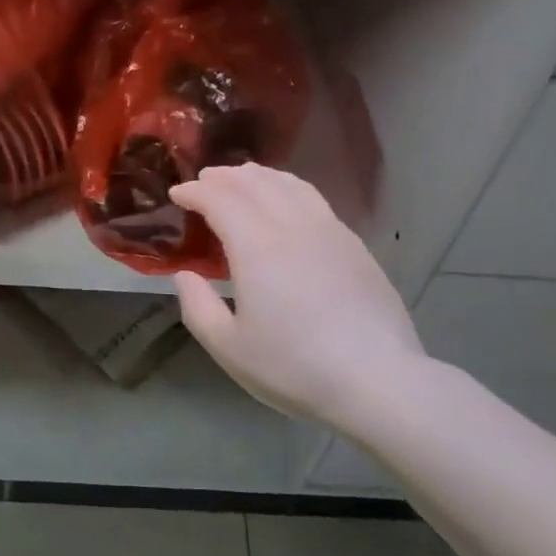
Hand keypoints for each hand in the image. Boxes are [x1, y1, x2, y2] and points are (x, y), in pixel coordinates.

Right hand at [169, 163, 424, 428]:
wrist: (377, 379)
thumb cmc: (294, 367)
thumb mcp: (229, 348)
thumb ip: (198, 307)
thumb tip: (185, 275)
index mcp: (257, 247)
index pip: (220, 199)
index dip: (195, 191)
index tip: (178, 193)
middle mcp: (293, 226)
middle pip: (255, 183)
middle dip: (224, 177)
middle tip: (204, 181)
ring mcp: (329, 232)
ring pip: (289, 185)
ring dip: (259, 176)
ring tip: (242, 179)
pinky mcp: (354, 245)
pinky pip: (313, 199)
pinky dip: (289, 188)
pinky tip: (287, 202)